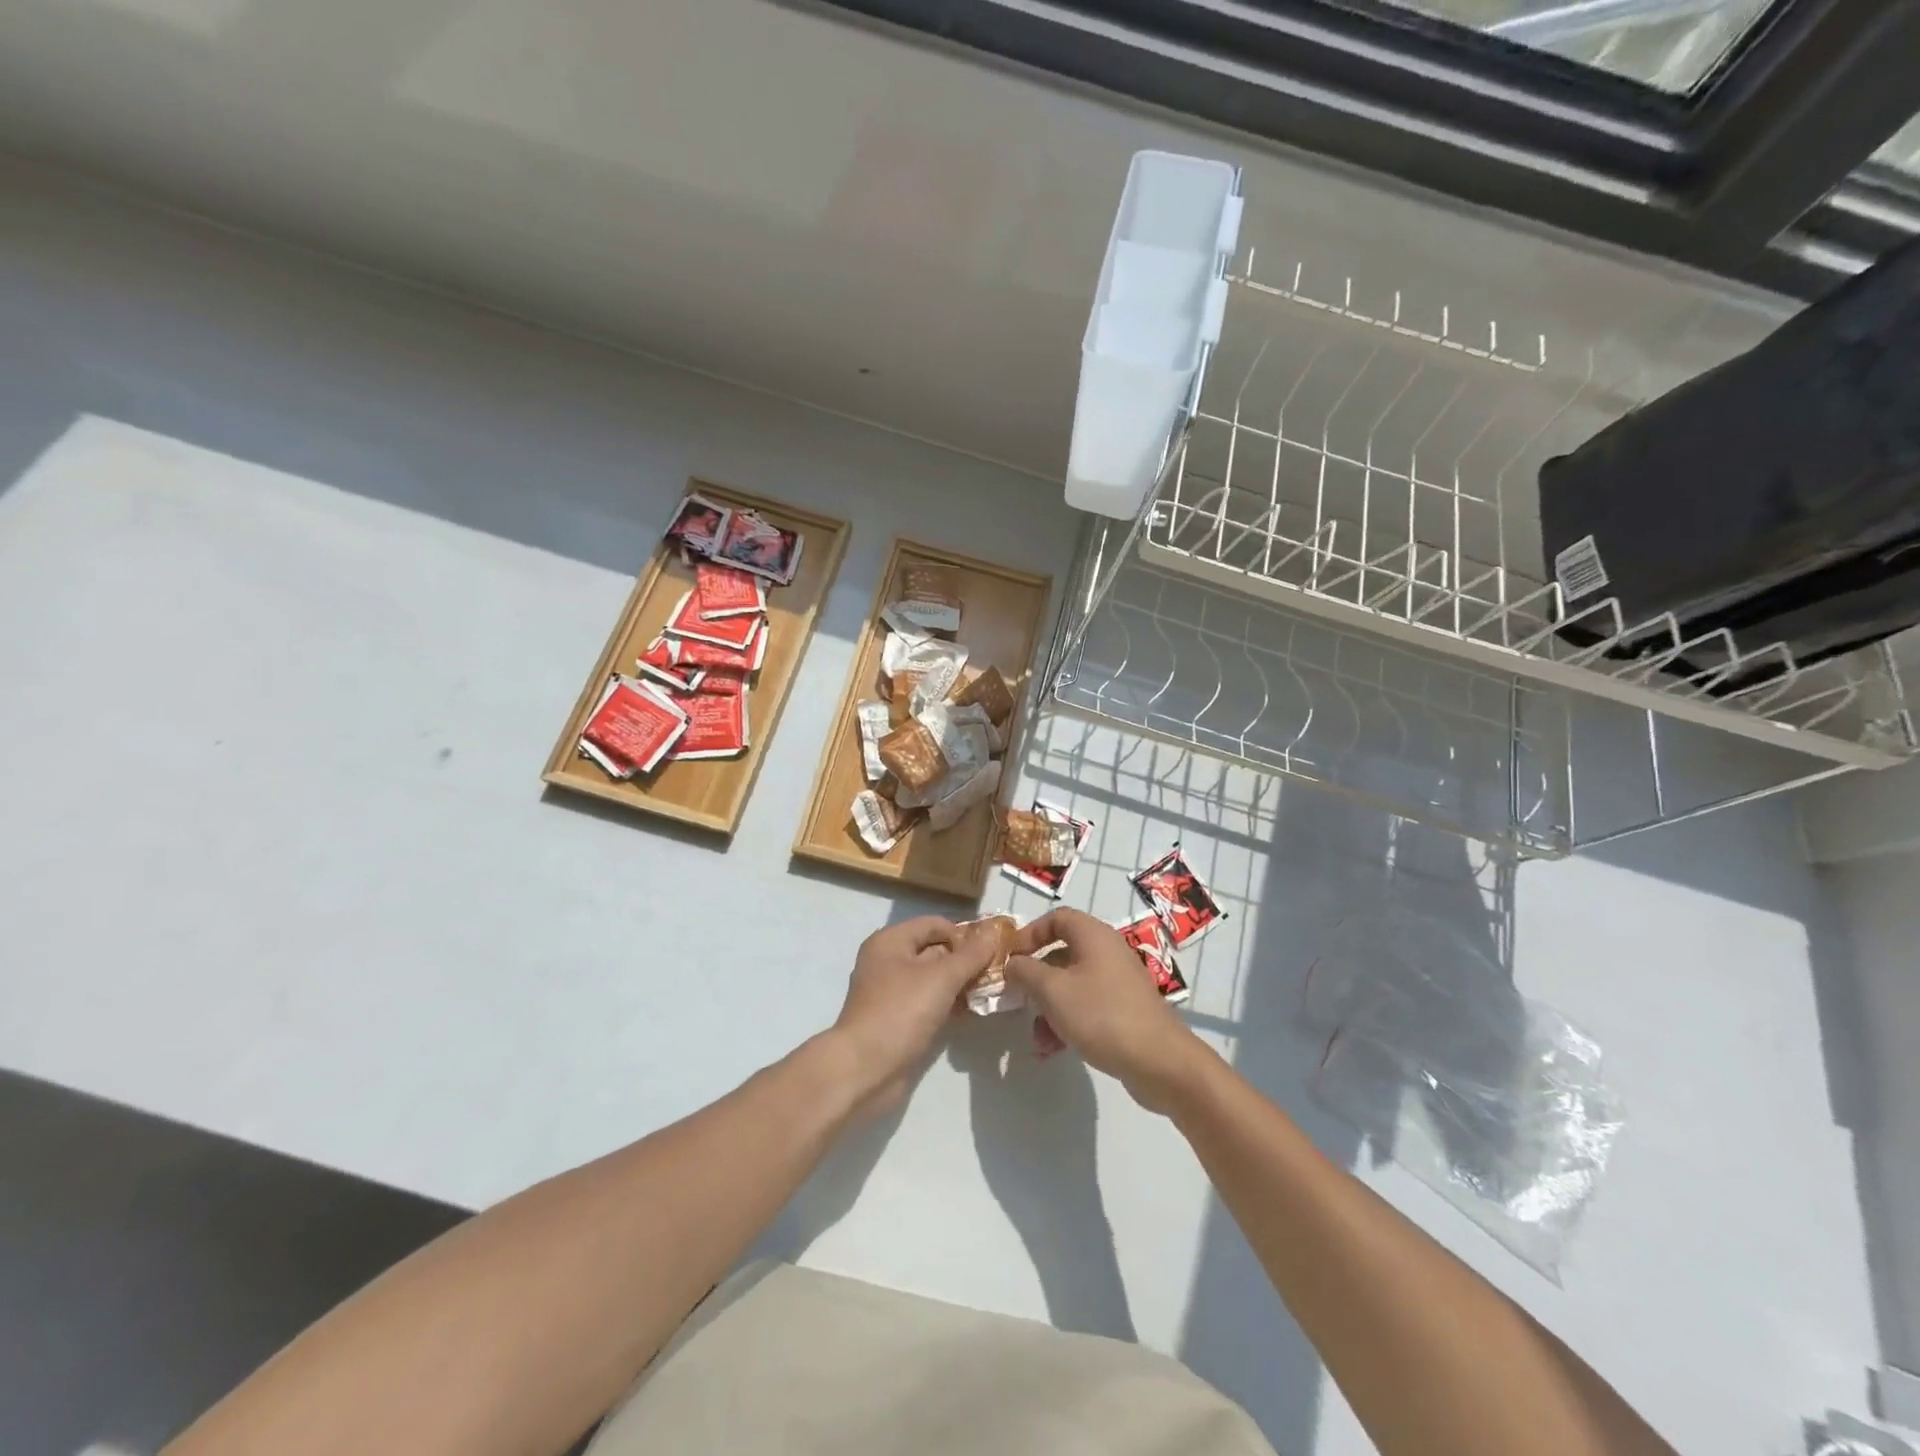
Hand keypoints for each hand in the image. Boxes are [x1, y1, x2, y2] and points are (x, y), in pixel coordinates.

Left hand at [829, 917, 999, 1116]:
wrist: (864, 1070)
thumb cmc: (900, 1012)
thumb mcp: (941, 978)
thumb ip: (970, 955)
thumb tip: (993, 933)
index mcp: (891, 941)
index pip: (934, 924)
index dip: (964, 933)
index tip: (994, 948)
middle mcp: (889, 962)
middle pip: (935, 950)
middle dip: (967, 960)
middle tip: (1000, 971)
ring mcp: (893, 993)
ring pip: (935, 979)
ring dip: (962, 984)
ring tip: (994, 991)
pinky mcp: (899, 1020)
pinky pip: (930, 1003)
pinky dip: (951, 1004)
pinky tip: (975, 1011)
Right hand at [1005, 908, 1208, 1112]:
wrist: (1159, 1061)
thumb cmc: (1101, 1015)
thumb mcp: (1052, 991)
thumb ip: (1025, 972)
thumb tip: (1013, 963)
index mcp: (1093, 936)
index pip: (1057, 918)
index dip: (1030, 933)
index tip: (1011, 957)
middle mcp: (1107, 952)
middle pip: (1061, 954)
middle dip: (1035, 980)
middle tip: (1017, 1000)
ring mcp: (1118, 982)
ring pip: (1072, 986)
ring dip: (1048, 1009)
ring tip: (1036, 1040)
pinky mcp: (1124, 1010)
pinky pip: (1087, 1007)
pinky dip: (1067, 1022)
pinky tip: (1052, 1050)